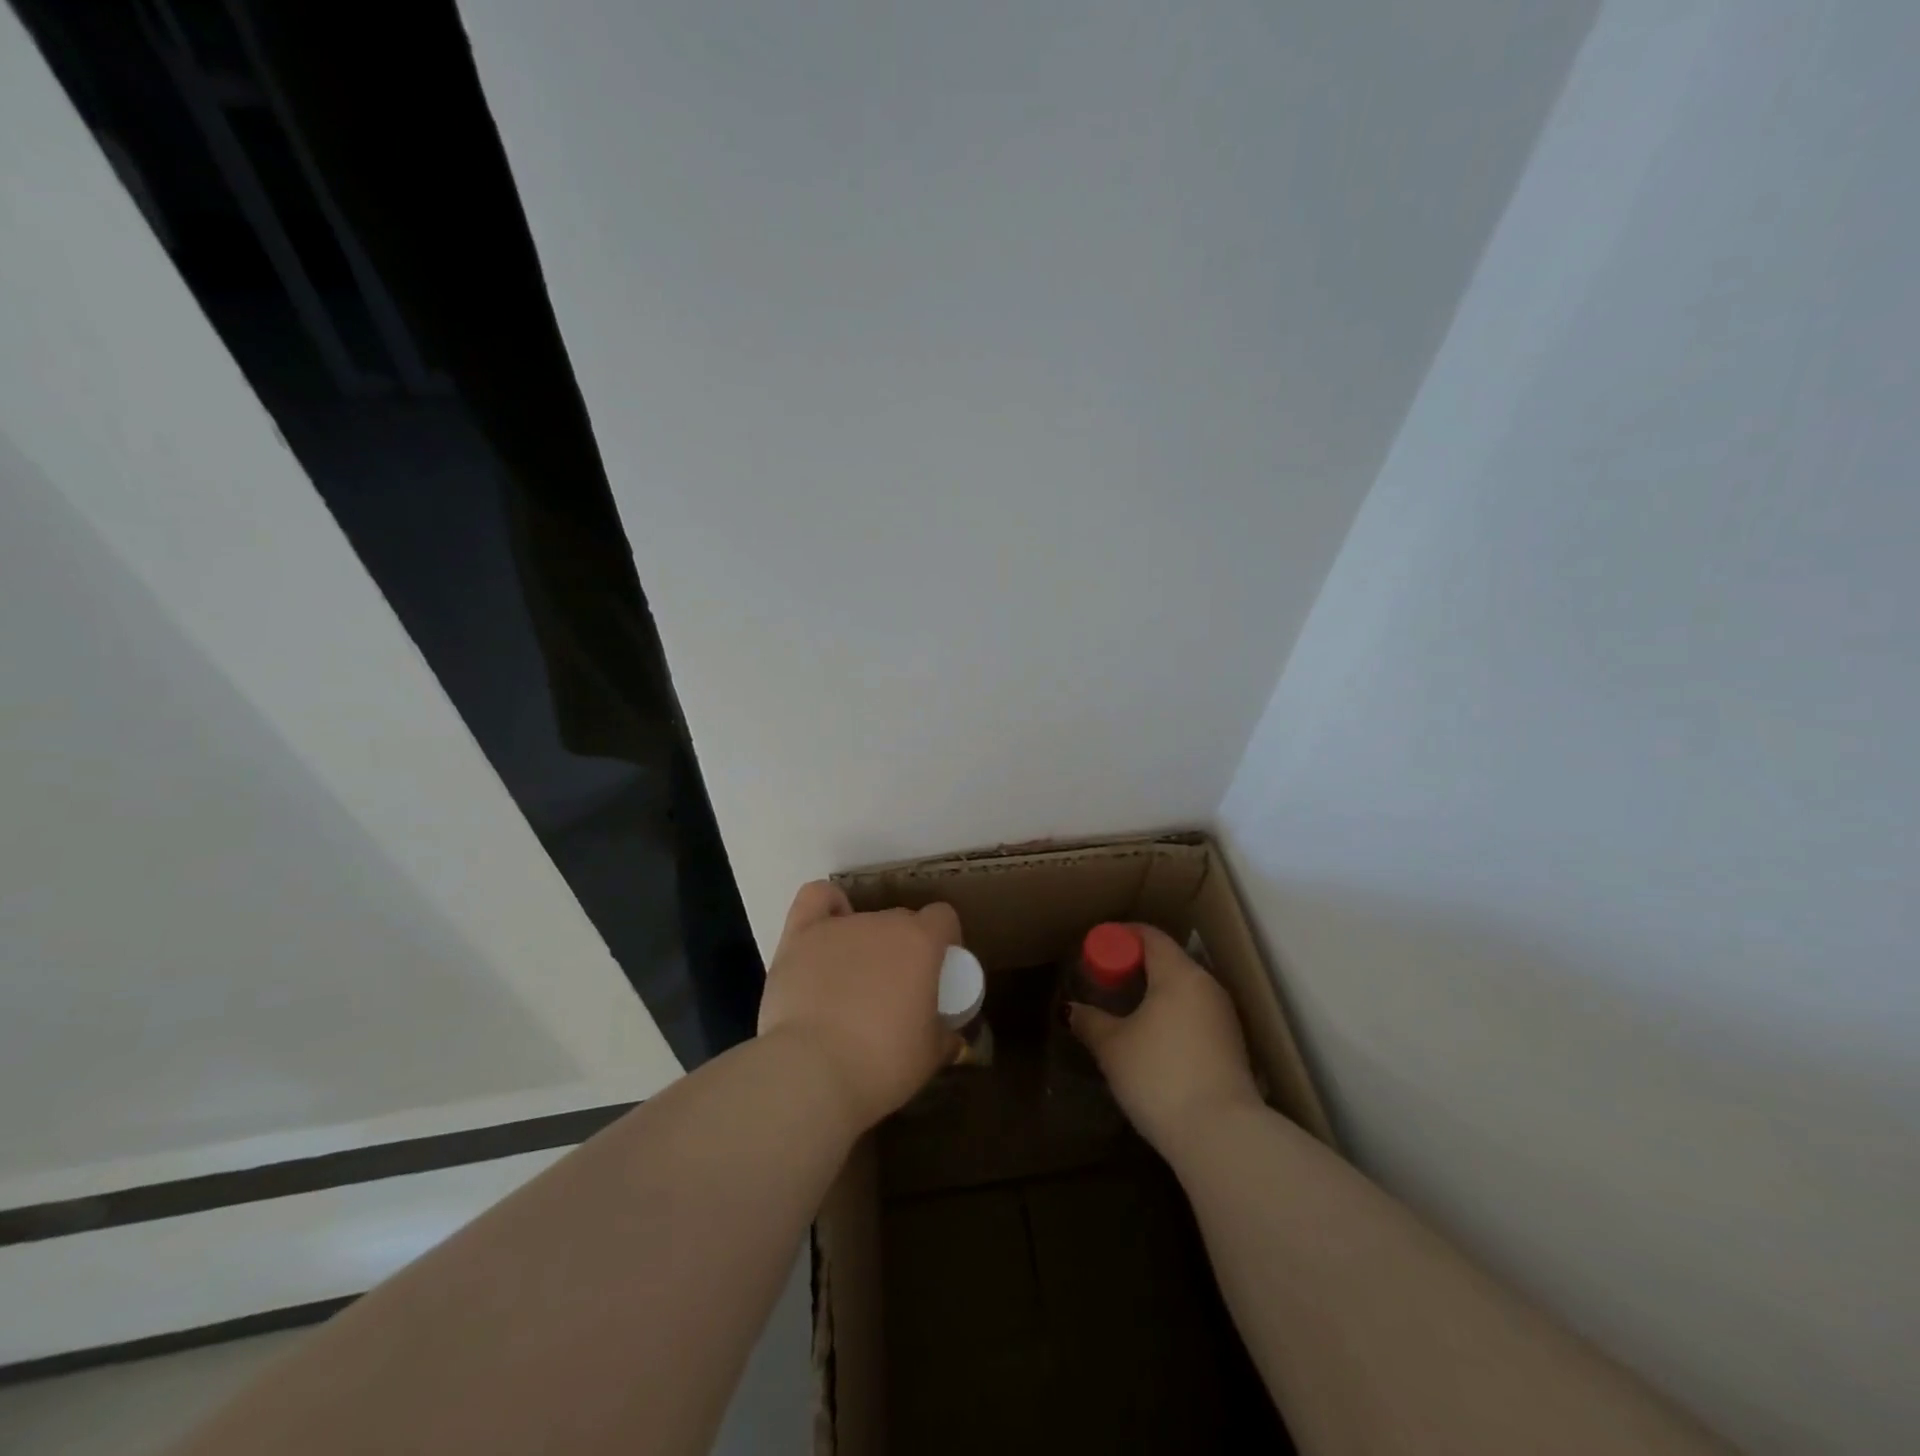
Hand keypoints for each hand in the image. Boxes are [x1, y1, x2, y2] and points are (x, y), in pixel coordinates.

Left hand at [757, 881, 961, 1130]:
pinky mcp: (800, 936)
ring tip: (852, 985)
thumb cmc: (881, 1063)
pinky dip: (827, 908)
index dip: (944, 941)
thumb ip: (944, 1038)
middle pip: (901, 921)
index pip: (943, 918)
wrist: (812, 1071)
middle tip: (894, 992)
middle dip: (903, 950)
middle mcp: (882, 923)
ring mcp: (839, 926)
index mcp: (921, 943)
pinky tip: (827, 930)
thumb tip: (950, 1037)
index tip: (938, 974)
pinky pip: (817, 899)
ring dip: (865, 945)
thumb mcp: (929, 1058)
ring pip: (862, 920)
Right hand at [1069, 923, 1261, 1153]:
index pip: (1150, 936)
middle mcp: (1206, 985)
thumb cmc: (1160, 1076)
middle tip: (1106, 981)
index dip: (1121, 936)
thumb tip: (1070, 1010)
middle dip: (1136, 965)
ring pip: (1184, 988)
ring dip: (1156, 992)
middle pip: (1168, 960)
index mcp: (1179, 973)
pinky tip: (1154, 1039)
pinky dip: (1172, 1014)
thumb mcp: (1113, 1048)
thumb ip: (1090, 1022)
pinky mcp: (1232, 1045)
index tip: (1096, 948)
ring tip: (1127, 1011)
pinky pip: (1195, 1013)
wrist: (1221, 1136)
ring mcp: (1224, 1016)